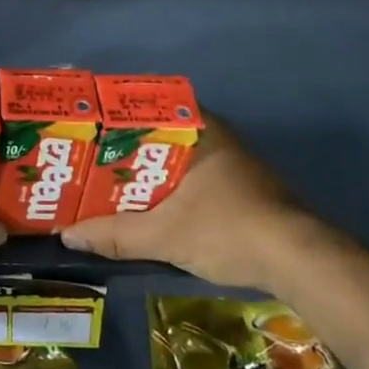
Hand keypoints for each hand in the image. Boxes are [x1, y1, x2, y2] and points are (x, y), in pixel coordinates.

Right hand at [60, 112, 320, 288]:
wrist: (300, 262)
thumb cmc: (228, 229)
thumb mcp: (165, 235)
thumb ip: (115, 235)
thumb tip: (67, 234)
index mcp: (198, 130)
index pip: (147, 106)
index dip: (113, 116)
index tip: (86, 127)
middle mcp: (214, 136)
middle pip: (156, 134)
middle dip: (123, 148)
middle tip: (87, 159)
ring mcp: (230, 162)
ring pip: (174, 157)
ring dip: (144, 170)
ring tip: (106, 183)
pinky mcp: (239, 187)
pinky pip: (189, 176)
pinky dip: (165, 186)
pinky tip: (144, 205)